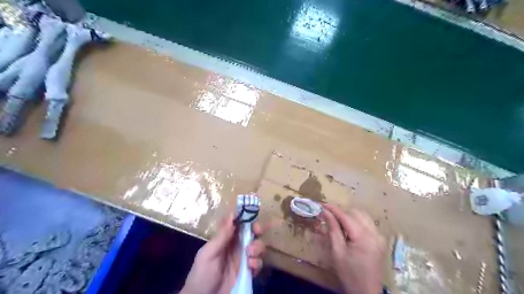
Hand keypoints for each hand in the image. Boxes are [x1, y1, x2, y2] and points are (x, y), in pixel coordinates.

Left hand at [182, 213, 266, 293]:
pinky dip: (257, 263)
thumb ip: (221, 235)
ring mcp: (243, 258)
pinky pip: (258, 263)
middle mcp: (236, 245)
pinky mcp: (248, 272)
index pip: (239, 223)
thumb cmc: (202, 274)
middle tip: (257, 232)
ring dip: (257, 247)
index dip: (248, 218)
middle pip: (252, 232)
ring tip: (249, 254)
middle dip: (257, 230)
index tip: (252, 218)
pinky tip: (250, 267)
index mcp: (226, 238)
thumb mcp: (208, 253)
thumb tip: (232, 214)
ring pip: (258, 246)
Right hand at [321, 204, 383, 293]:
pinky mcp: (380, 241)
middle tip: (330, 218)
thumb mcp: (337, 251)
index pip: (346, 217)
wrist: (366, 292)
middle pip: (356, 213)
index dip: (333, 209)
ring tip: (340, 224)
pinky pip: (368, 224)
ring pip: (364, 217)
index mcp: (363, 237)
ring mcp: (379, 237)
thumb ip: (333, 229)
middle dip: (342, 213)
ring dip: (350, 217)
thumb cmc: (349, 273)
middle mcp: (374, 233)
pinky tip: (350, 231)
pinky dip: (358, 223)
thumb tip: (326, 212)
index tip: (322, 204)